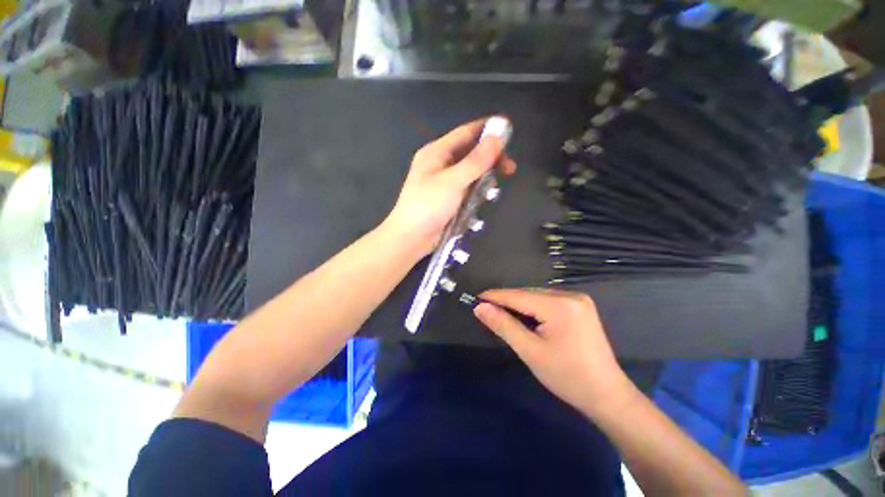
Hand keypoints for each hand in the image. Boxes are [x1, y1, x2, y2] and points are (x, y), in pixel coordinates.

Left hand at [383, 117, 516, 255]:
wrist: (411, 237)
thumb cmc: (428, 206)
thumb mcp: (453, 181)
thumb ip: (475, 161)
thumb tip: (497, 136)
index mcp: (436, 152)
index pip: (466, 132)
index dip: (488, 130)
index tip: (510, 132)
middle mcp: (440, 164)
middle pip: (471, 153)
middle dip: (490, 159)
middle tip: (509, 169)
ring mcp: (444, 182)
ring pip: (471, 173)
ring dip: (484, 179)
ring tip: (493, 191)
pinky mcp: (448, 198)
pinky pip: (467, 189)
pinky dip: (476, 192)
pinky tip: (482, 201)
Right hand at [474, 289, 636, 418]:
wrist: (607, 395)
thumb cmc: (566, 376)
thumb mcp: (530, 351)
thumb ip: (503, 325)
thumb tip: (480, 308)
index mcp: (559, 305)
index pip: (518, 296)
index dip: (495, 296)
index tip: (475, 299)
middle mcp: (570, 295)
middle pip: (528, 294)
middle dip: (507, 301)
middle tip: (486, 310)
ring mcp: (578, 299)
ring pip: (537, 296)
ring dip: (519, 304)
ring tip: (502, 314)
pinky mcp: (581, 306)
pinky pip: (548, 301)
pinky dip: (533, 307)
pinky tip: (525, 317)